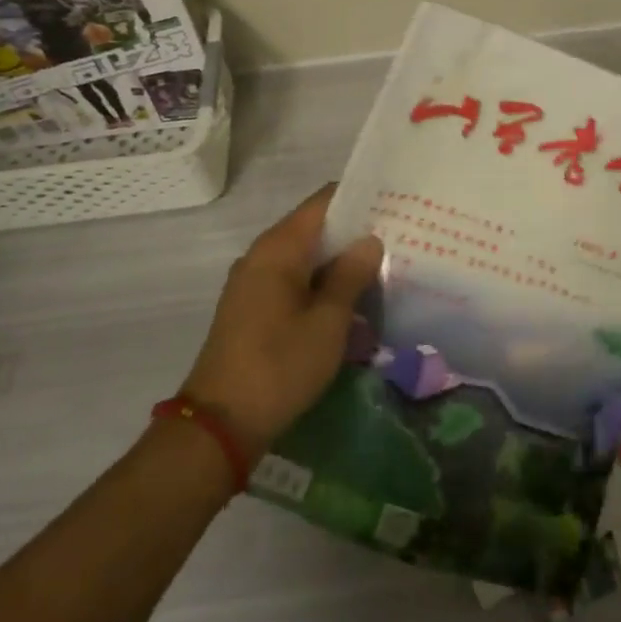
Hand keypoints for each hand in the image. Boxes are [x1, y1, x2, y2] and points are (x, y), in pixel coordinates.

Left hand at [179, 185, 381, 458]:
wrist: (221, 423)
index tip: (395, 201)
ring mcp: (254, 283)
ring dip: (339, 260)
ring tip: (384, 265)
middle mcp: (261, 256)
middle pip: (314, 228)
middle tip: (400, 236)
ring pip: (305, 257)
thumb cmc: (280, 365)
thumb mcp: (328, 322)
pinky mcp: (253, 309)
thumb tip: (369, 240)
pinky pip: (294, 280)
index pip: (322, 202)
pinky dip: (321, 282)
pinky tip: (351, 298)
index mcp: (278, 248)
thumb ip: (350, 275)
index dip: (359, 197)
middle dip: (354, 231)